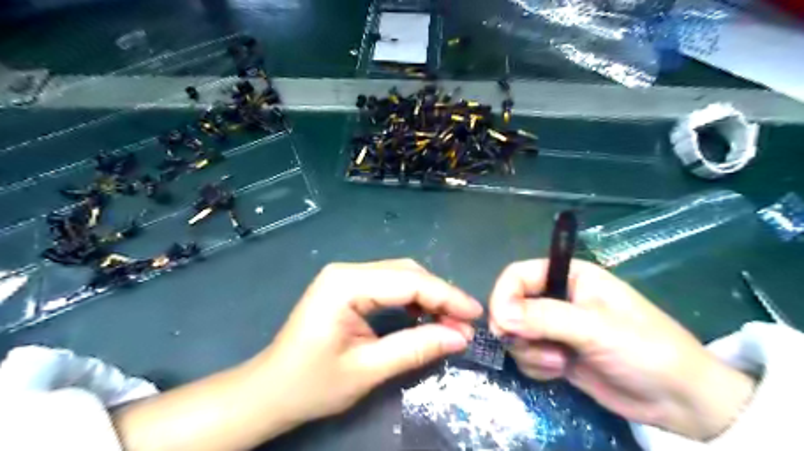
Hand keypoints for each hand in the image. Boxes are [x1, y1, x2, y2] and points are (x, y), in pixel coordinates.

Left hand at [249, 261, 479, 425]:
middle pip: (407, 273)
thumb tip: (460, 337)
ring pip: (401, 276)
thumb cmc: (311, 384)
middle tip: (464, 323)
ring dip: (428, 296)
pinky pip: (389, 284)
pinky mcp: (347, 286)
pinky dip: (411, 299)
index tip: (476, 314)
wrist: (269, 390)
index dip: (447, 297)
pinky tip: (423, 316)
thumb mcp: (368, 370)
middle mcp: (346, 270)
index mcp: (346, 284)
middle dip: (440, 296)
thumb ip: (416, 348)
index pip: (409, 282)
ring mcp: (345, 275)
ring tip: (449, 322)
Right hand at [487, 261, 758, 439]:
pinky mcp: (555, 352)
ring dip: (530, 351)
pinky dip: (536, 366)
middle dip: (517, 330)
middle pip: (511, 304)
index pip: (518, 275)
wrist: (679, 402)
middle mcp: (557, 297)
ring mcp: (555, 327)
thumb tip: (499, 316)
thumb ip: (544, 317)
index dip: (503, 296)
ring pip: (515, 333)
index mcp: (570, 276)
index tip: (501, 325)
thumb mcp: (595, 329)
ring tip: (561, 363)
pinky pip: (525, 355)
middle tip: (532, 346)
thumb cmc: (645, 350)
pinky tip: (561, 372)